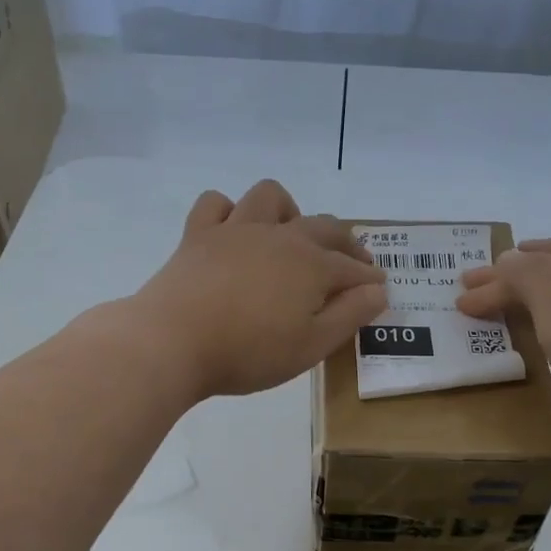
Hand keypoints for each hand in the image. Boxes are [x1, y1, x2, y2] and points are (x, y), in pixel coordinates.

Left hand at [133, 180, 387, 397]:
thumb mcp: (312, 346)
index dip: (369, 279)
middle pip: (323, 227)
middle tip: (352, 263)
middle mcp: (279, 236)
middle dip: (345, 243)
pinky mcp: (198, 235)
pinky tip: (232, 231)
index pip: (351, 268)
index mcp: (311, 265)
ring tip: (290, 235)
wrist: (173, 342)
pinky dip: (229, 212)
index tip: (378, 288)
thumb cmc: (249, 352)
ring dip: (289, 211)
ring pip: (270, 198)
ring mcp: (236, 230)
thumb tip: (378, 290)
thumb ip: (349, 316)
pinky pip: (216, 204)